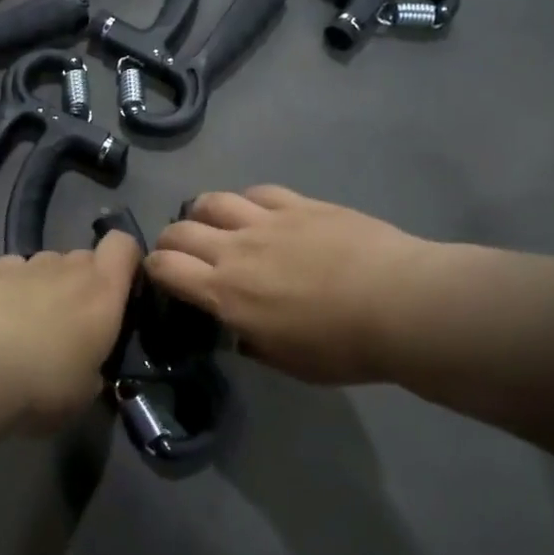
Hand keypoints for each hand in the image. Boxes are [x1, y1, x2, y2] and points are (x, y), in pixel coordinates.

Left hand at [0, 233, 143, 430]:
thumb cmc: (43, 385)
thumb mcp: (86, 391)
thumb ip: (96, 366)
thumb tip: (90, 365)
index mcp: (104, 292)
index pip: (124, 246)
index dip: (126, 260)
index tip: (121, 289)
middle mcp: (70, 268)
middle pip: (85, 258)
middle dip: (83, 282)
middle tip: (72, 321)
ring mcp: (29, 265)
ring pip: (49, 264)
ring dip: (48, 285)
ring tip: (29, 322)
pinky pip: (14, 270)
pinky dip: (13, 286)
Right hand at [148, 186, 442, 385]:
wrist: (400, 305)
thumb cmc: (342, 347)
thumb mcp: (287, 362)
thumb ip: (251, 341)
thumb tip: (238, 328)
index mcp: (225, 293)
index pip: (165, 267)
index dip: (153, 268)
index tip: (161, 276)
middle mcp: (235, 249)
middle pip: (181, 229)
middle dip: (171, 240)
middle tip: (184, 252)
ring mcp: (268, 221)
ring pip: (214, 200)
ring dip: (204, 213)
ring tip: (216, 225)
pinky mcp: (300, 204)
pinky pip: (259, 192)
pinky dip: (248, 202)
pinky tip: (260, 213)